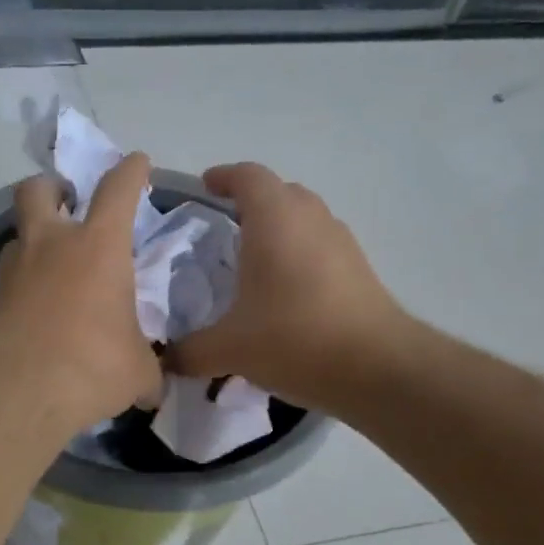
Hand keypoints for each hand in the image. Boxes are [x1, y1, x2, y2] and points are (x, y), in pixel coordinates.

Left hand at [0, 153, 164, 430]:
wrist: (16, 395)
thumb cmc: (91, 367)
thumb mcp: (137, 372)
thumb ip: (148, 370)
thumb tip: (154, 389)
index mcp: (98, 247)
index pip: (117, 189)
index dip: (130, 171)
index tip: (136, 163)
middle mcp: (50, 247)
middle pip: (38, 190)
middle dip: (53, 187)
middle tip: (67, 202)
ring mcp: (13, 272)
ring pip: (17, 236)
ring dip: (34, 242)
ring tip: (51, 269)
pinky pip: (8, 281)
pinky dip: (23, 287)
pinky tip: (36, 314)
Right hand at [166, 163, 413, 411]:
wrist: (377, 368)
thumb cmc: (295, 339)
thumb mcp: (229, 349)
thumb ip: (190, 352)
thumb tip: (165, 361)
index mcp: (274, 220)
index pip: (248, 176)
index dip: (224, 176)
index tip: (204, 187)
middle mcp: (310, 219)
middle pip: (280, 192)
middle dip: (251, 201)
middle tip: (223, 226)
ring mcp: (341, 242)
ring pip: (304, 217)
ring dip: (279, 226)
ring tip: (253, 258)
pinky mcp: (359, 268)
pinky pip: (320, 244)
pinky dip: (299, 252)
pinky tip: (285, 290)